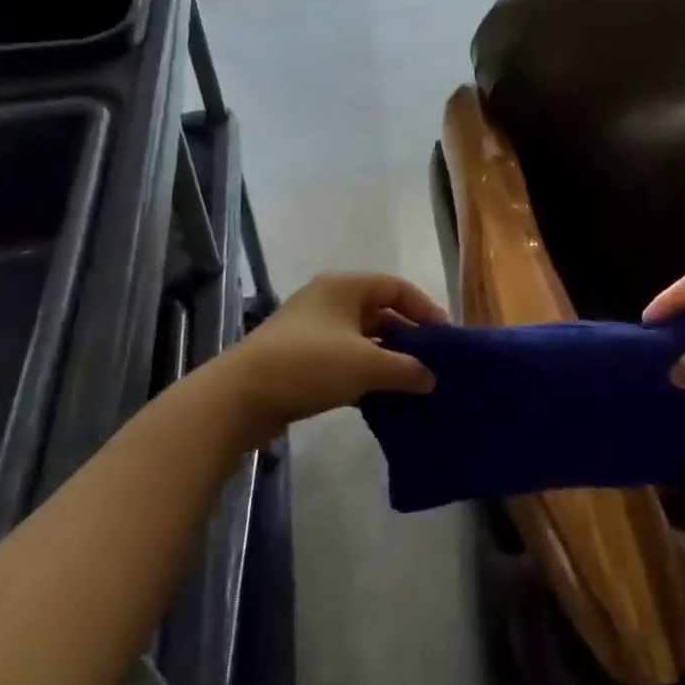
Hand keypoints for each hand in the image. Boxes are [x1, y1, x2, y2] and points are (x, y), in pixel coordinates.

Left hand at [222, 273, 446, 434]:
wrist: (240, 397)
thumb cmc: (310, 364)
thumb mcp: (366, 365)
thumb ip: (406, 368)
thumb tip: (431, 378)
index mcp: (346, 287)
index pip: (397, 287)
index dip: (425, 309)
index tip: (444, 338)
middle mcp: (329, 300)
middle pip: (380, 311)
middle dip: (407, 337)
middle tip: (431, 363)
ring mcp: (312, 329)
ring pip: (362, 338)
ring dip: (386, 358)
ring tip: (411, 383)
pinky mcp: (300, 358)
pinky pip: (344, 358)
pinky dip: (364, 373)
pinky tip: (380, 396)